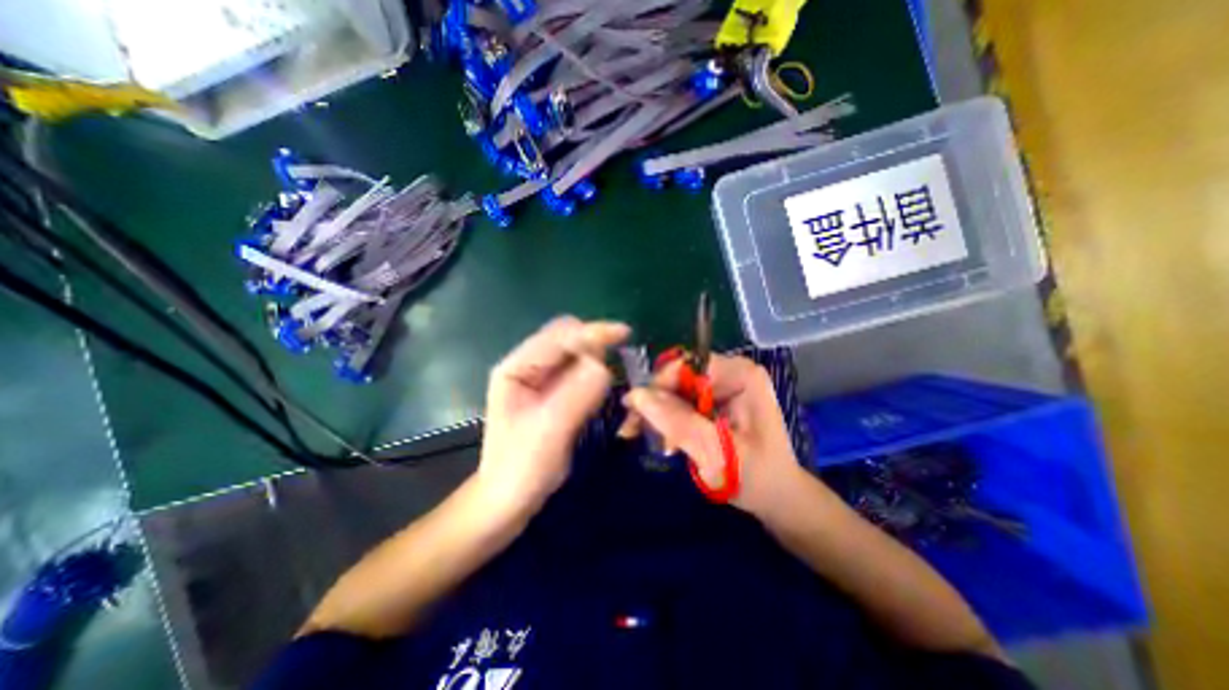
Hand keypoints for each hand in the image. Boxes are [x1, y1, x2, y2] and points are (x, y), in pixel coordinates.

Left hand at [474, 319, 626, 516]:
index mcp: (516, 368)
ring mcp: (540, 379)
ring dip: (597, 359)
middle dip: (594, 344)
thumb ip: (576, 395)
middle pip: (567, 339)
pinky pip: (579, 372)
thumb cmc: (521, 467)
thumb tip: (604, 366)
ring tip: (611, 379)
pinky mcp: (553, 393)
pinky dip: (594, 374)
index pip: (558, 336)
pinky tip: (602, 389)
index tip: (624, 335)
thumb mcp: (549, 431)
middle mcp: (528, 366)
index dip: (591, 332)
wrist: (509, 500)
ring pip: (575, 354)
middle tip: (619, 362)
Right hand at [625, 353, 808, 514]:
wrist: (776, 497)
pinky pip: (681, 401)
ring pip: (675, 388)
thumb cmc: (756, 477)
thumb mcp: (716, 453)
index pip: (688, 365)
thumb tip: (636, 395)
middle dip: (654, 401)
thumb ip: (678, 423)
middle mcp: (731, 372)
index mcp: (741, 375)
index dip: (659, 385)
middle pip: (679, 375)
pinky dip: (666, 418)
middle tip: (630, 428)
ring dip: (656, 411)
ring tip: (637, 434)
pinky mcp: (714, 400)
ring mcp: (722, 386)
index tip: (635, 411)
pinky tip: (659, 438)